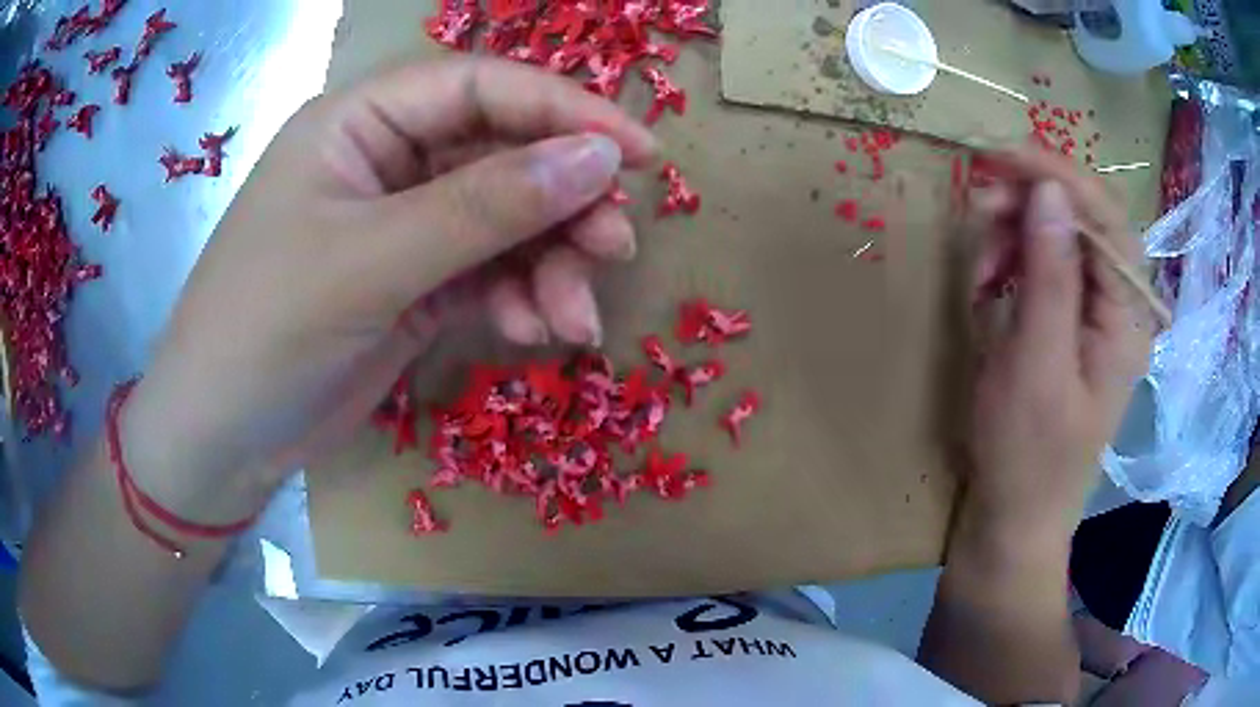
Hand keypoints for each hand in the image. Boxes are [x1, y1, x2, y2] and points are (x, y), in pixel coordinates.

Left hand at [120, 58, 657, 522]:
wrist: (222, 441)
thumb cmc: (264, 333)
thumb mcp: (370, 263)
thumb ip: (485, 207)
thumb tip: (599, 159)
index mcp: (360, 123)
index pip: (481, 88)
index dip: (565, 111)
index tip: (639, 153)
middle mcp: (387, 161)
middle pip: (504, 154)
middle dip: (566, 201)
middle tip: (616, 248)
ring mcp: (404, 226)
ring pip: (507, 220)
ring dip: (551, 264)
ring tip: (574, 318)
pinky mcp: (417, 284)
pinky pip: (491, 273)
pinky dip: (522, 298)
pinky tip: (536, 332)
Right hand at [965, 148, 1151, 540]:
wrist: (1014, 518)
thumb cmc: (1027, 456)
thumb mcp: (1035, 366)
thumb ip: (1049, 276)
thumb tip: (1047, 191)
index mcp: (1126, 317)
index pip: (1105, 216)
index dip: (1056, 175)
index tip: (999, 156)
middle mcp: (1118, 306)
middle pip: (1083, 220)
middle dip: (1030, 203)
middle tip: (979, 205)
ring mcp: (1094, 315)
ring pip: (1059, 238)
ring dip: (1015, 235)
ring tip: (980, 268)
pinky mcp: (1068, 325)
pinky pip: (1044, 267)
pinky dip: (1012, 263)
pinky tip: (988, 287)